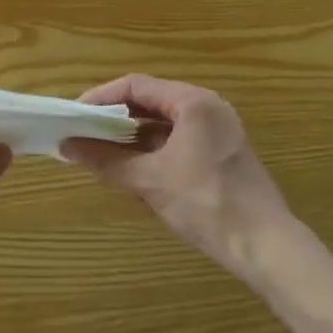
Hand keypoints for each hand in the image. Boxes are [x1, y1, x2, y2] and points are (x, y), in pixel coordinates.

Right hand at [62, 75, 303, 286]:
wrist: (265, 246)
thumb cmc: (206, 203)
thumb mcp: (149, 180)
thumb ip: (106, 160)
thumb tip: (66, 147)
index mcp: (193, 102)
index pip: (135, 86)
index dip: (100, 98)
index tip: (74, 115)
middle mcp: (207, 107)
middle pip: (150, 101)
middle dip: (115, 118)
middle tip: (84, 133)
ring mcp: (218, 130)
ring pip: (164, 123)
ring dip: (132, 136)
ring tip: (103, 153)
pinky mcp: (222, 153)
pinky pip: (179, 139)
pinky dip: (153, 150)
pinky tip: (134, 171)